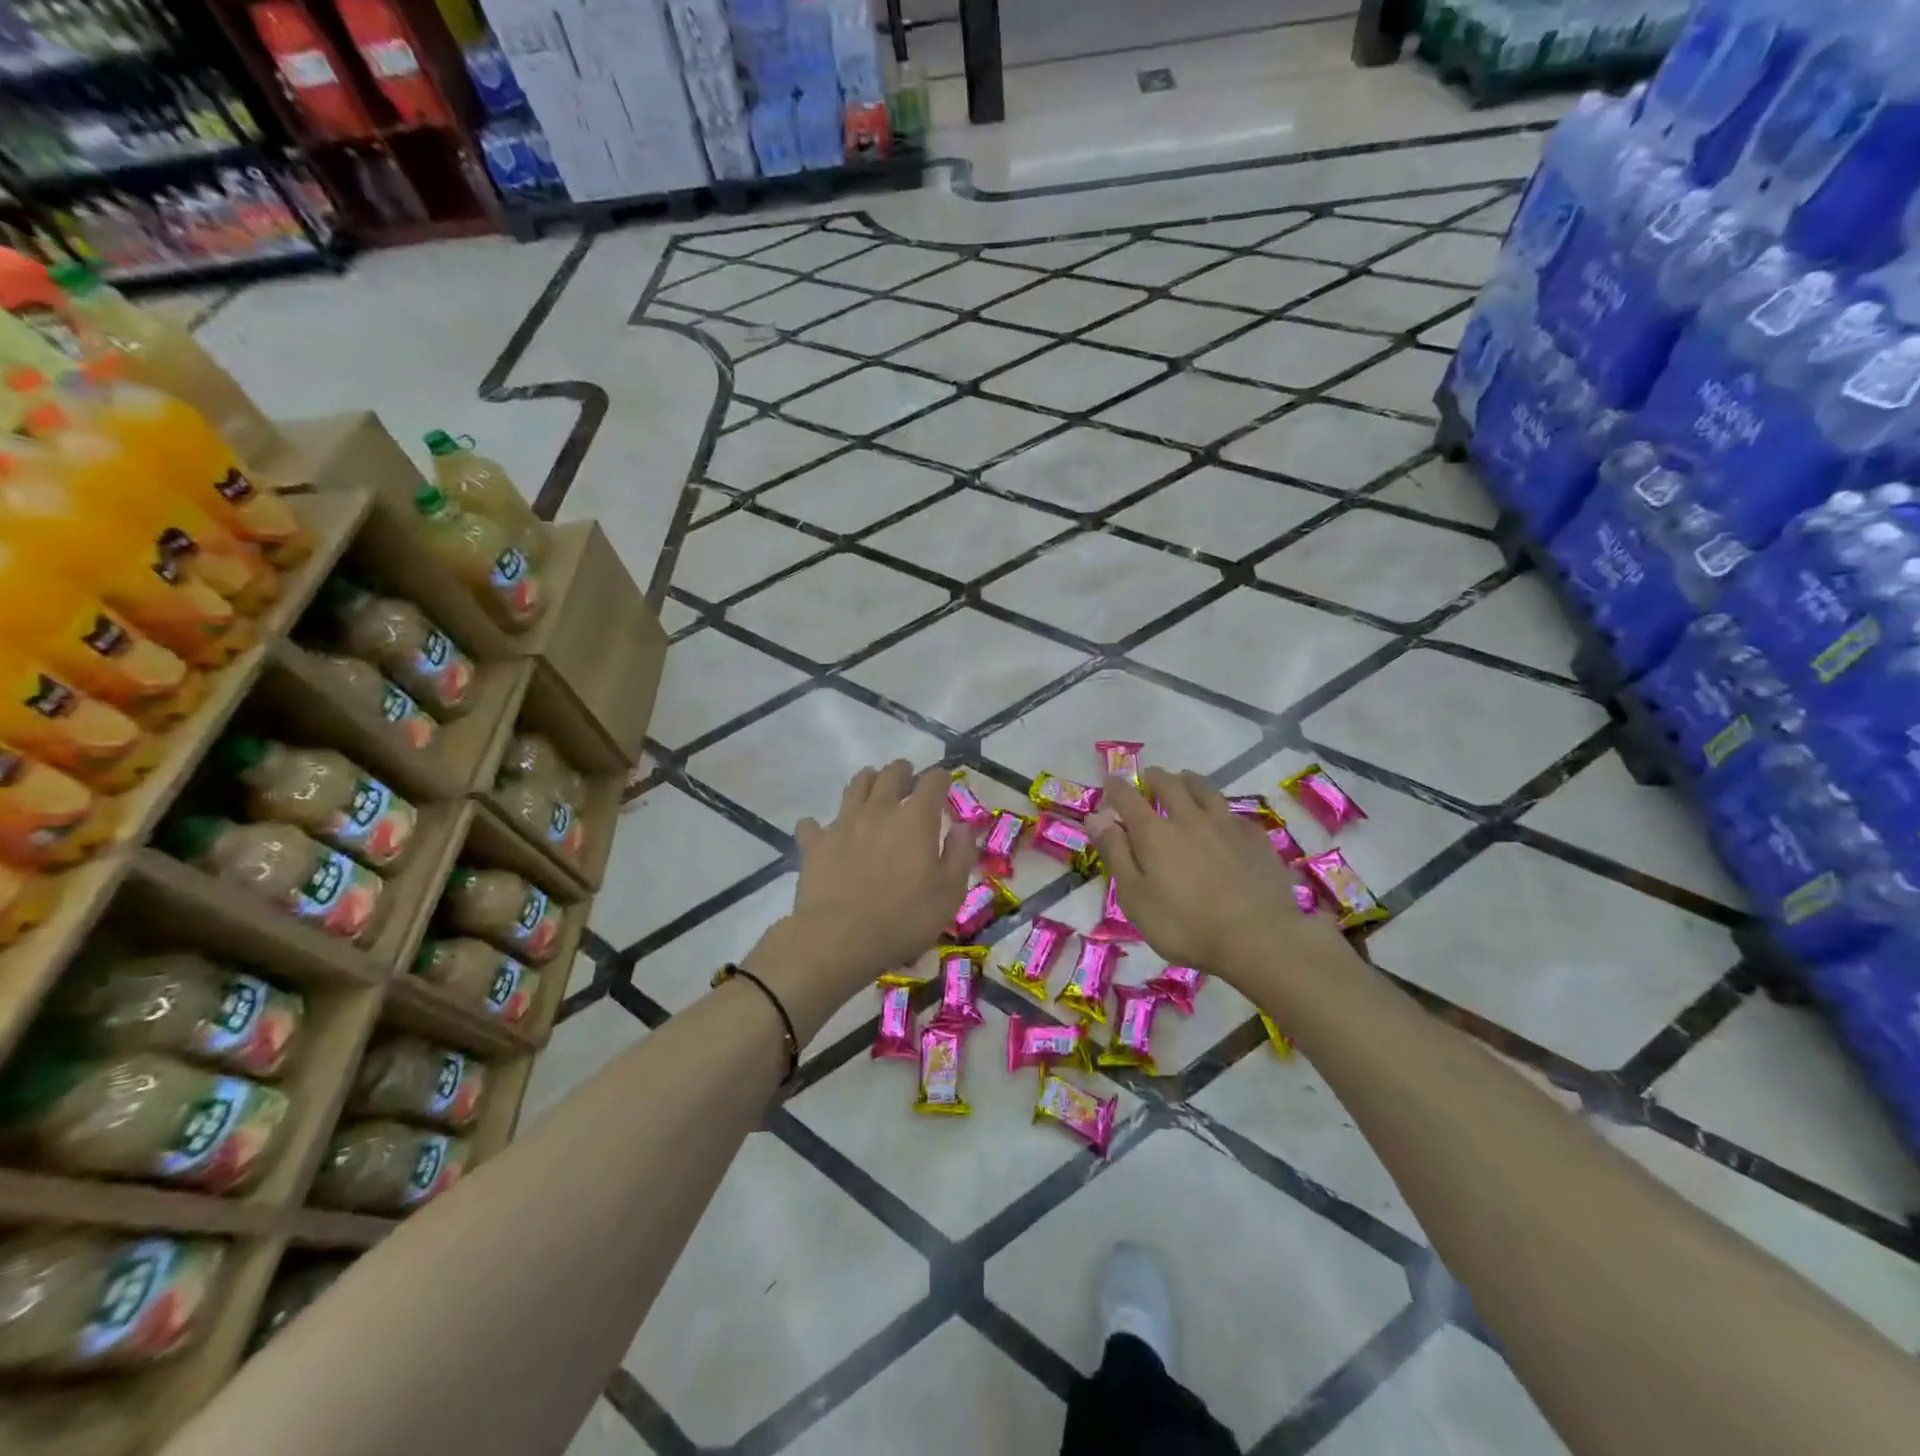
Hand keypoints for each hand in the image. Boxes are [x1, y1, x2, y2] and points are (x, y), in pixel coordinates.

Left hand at [783, 760, 973, 984]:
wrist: (840, 938)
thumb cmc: (905, 918)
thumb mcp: (950, 892)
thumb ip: (960, 855)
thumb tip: (963, 828)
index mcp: (916, 819)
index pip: (933, 782)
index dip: (941, 778)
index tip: (944, 782)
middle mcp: (880, 810)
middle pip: (890, 775)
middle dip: (902, 771)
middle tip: (906, 774)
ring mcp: (843, 824)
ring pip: (855, 787)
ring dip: (866, 781)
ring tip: (871, 785)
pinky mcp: (815, 844)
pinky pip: (812, 825)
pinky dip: (818, 825)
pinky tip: (820, 831)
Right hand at [1089, 768, 1354, 983]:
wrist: (1259, 937)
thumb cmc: (1185, 925)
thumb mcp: (1135, 897)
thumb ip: (1115, 854)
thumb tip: (1095, 817)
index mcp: (1154, 833)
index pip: (1128, 799)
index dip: (1116, 788)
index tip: (1110, 782)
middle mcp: (1189, 818)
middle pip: (1170, 785)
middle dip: (1155, 777)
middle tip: (1149, 777)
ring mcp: (1226, 825)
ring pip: (1205, 790)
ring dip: (1190, 781)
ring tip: (1185, 779)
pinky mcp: (1256, 839)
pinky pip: (1235, 813)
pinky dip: (1223, 810)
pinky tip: (1225, 817)